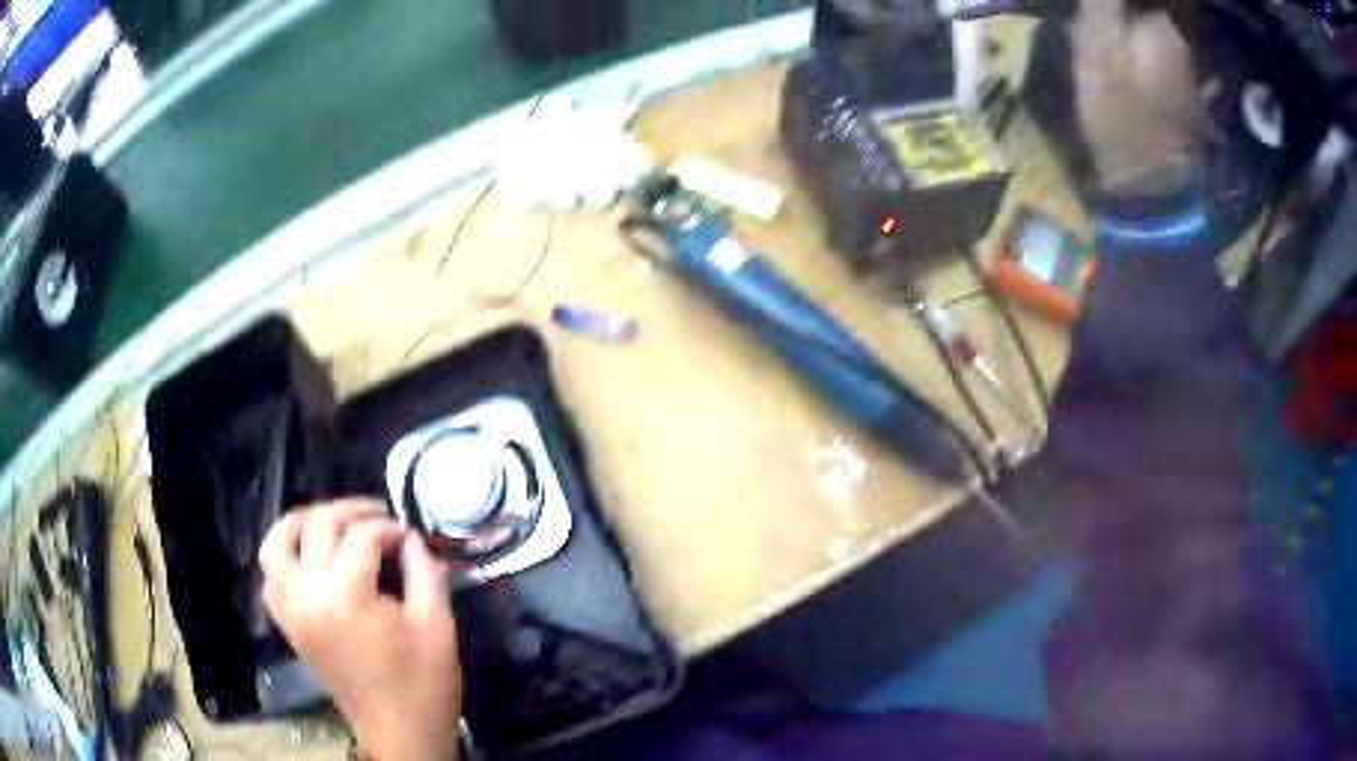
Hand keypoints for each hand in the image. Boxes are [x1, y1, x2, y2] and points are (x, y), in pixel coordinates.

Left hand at [259, 500, 461, 760]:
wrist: (399, 732)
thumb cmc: (424, 684)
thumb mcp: (437, 625)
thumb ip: (424, 571)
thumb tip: (410, 537)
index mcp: (347, 596)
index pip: (363, 536)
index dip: (390, 528)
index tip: (410, 535)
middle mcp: (308, 594)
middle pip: (319, 527)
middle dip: (351, 513)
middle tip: (380, 518)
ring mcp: (291, 609)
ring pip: (278, 542)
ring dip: (303, 523)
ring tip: (332, 522)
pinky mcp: (288, 624)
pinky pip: (271, 575)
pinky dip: (284, 555)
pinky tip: (308, 557)